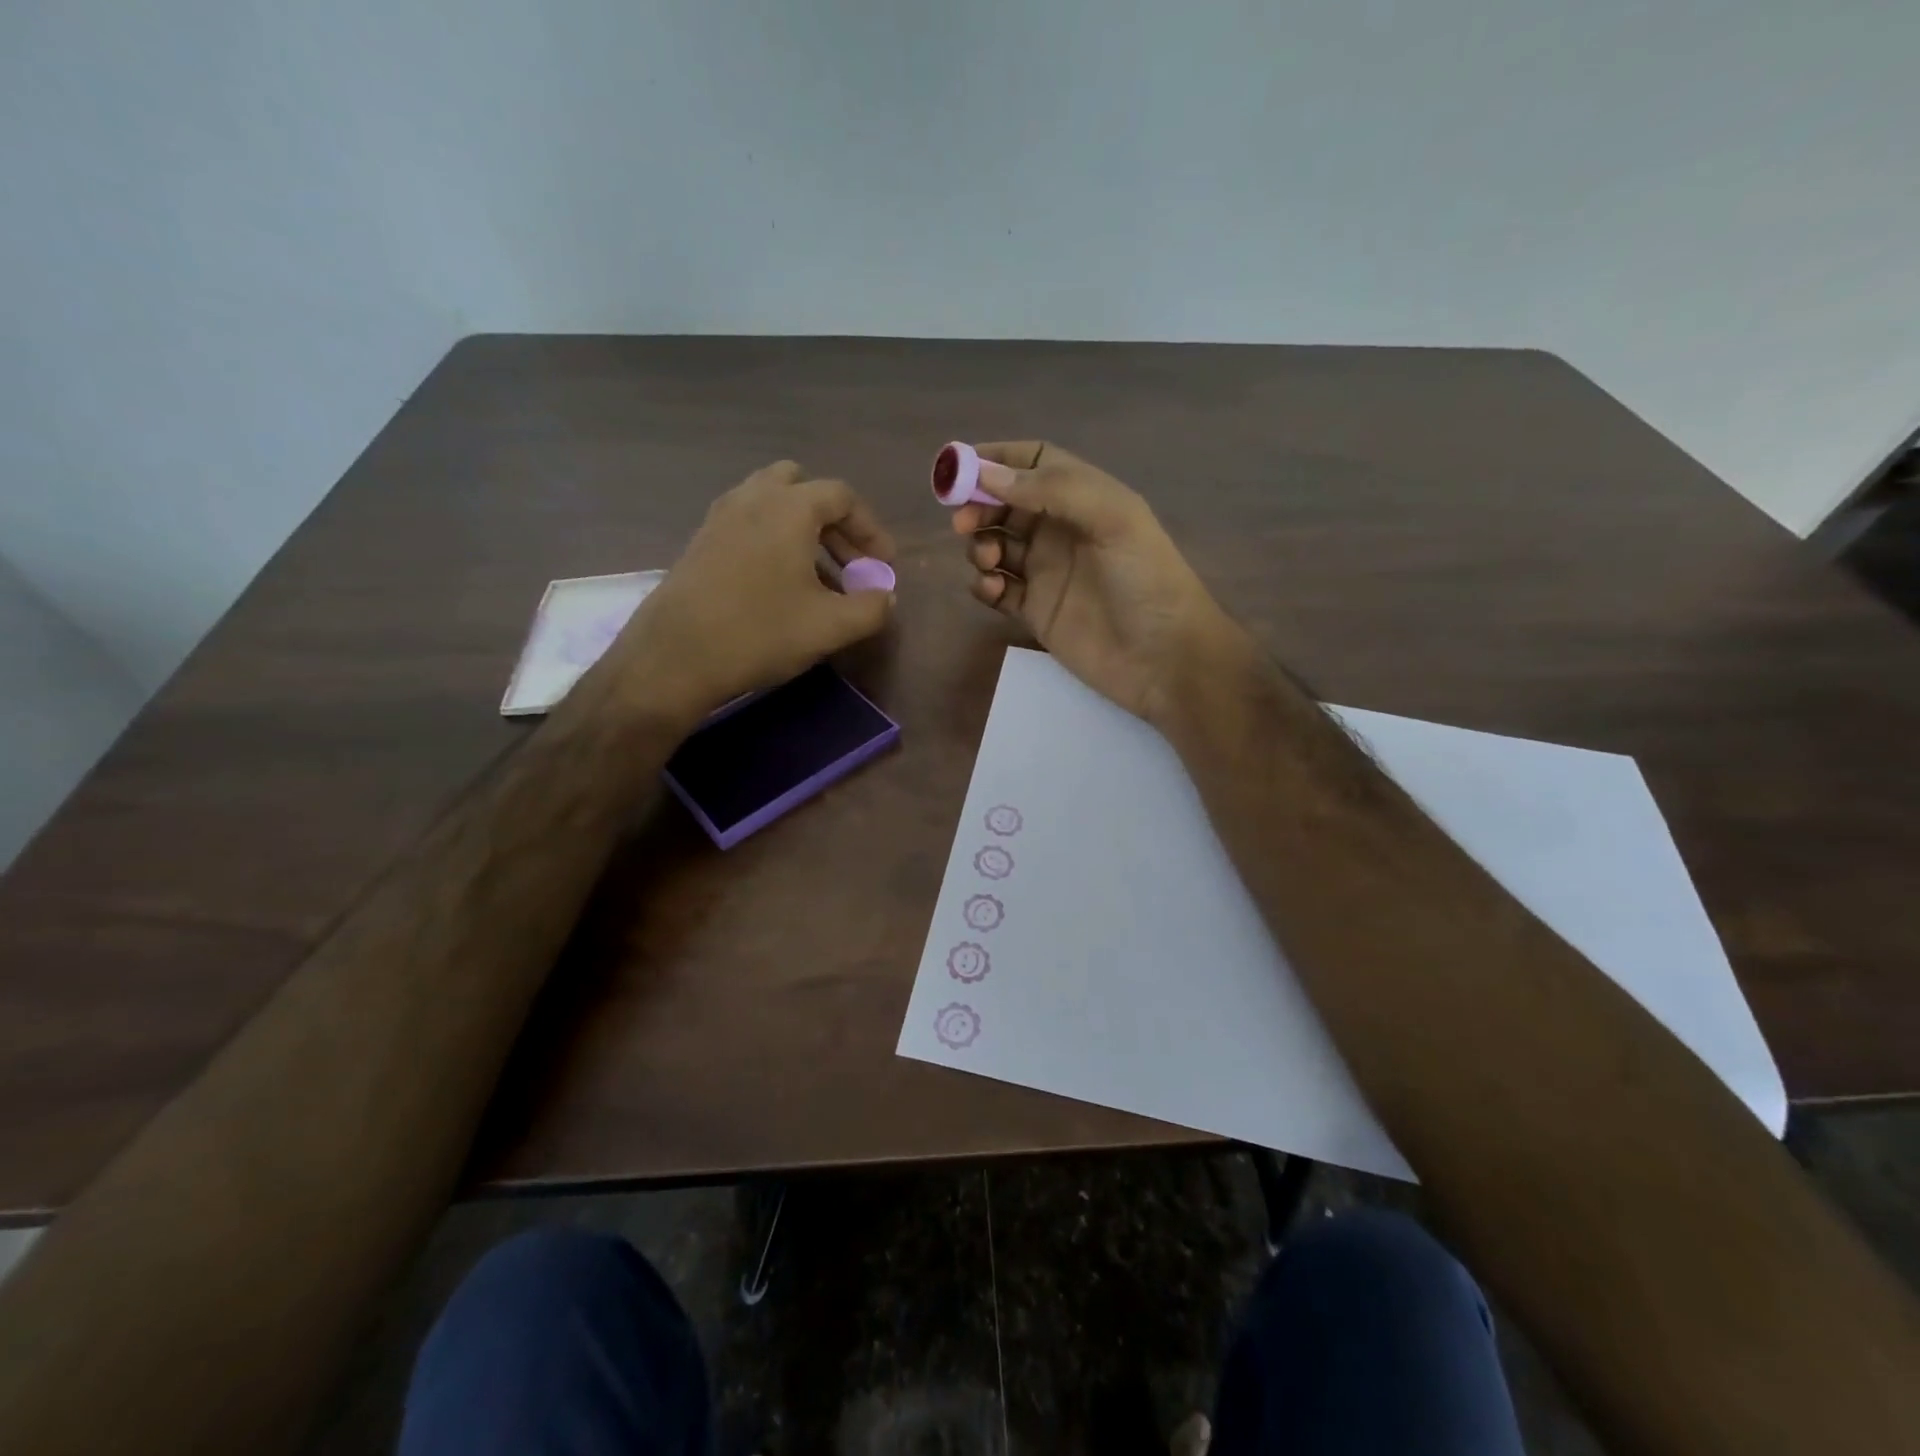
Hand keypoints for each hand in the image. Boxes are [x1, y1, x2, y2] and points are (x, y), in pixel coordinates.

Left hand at [612, 461, 895, 722]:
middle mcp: (753, 498)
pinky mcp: (700, 542)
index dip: (870, 529)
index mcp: (789, 507)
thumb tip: (885, 597)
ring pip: (771, 505)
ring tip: (817, 578)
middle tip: (848, 563)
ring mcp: (720, 518)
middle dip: (834, 523)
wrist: (675, 657)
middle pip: (803, 488)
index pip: (842, 496)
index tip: (883, 566)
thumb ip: (871, 608)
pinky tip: (779, 587)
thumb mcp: (831, 626)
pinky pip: (748, 525)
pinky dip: (773, 542)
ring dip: (802, 532)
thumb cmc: (761, 633)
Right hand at [956, 442, 1239, 724]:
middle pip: (1005, 504)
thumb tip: (988, 475)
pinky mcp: (1035, 611)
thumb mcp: (1113, 518)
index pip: (1034, 462)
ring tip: (990, 561)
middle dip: (979, 506)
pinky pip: (997, 589)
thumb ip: (1053, 490)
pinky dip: (985, 585)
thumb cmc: (1146, 579)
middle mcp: (1061, 530)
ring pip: (996, 545)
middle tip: (963, 522)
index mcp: (1084, 498)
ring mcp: (1047, 572)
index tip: (960, 467)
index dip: (997, 459)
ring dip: (981, 545)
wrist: (1164, 658)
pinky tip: (994, 590)